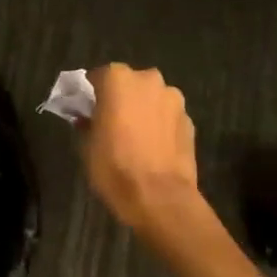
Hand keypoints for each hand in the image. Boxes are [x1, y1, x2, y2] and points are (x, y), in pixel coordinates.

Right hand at [82, 64, 208, 243]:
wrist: (160, 199)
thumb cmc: (115, 167)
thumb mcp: (86, 145)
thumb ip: (86, 122)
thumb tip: (88, 118)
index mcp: (117, 78)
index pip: (97, 77)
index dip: (91, 95)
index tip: (87, 112)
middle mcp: (147, 79)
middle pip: (128, 84)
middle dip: (121, 99)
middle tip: (112, 123)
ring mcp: (173, 98)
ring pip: (151, 98)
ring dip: (143, 110)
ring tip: (136, 137)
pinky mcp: (190, 120)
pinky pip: (168, 116)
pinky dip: (161, 125)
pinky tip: (155, 147)